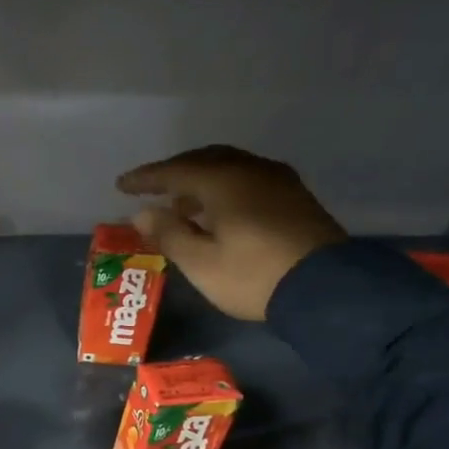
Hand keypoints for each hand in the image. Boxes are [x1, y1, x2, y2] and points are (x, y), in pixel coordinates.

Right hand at [118, 145, 347, 321]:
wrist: (326, 289)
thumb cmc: (253, 276)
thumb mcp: (200, 262)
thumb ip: (169, 233)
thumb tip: (142, 213)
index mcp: (224, 181)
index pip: (175, 171)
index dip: (145, 178)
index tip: (121, 185)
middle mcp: (251, 170)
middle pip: (204, 160)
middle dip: (174, 172)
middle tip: (151, 188)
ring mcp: (278, 181)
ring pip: (229, 167)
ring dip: (199, 180)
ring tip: (180, 203)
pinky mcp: (294, 197)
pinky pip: (247, 179)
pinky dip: (223, 187)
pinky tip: (216, 210)